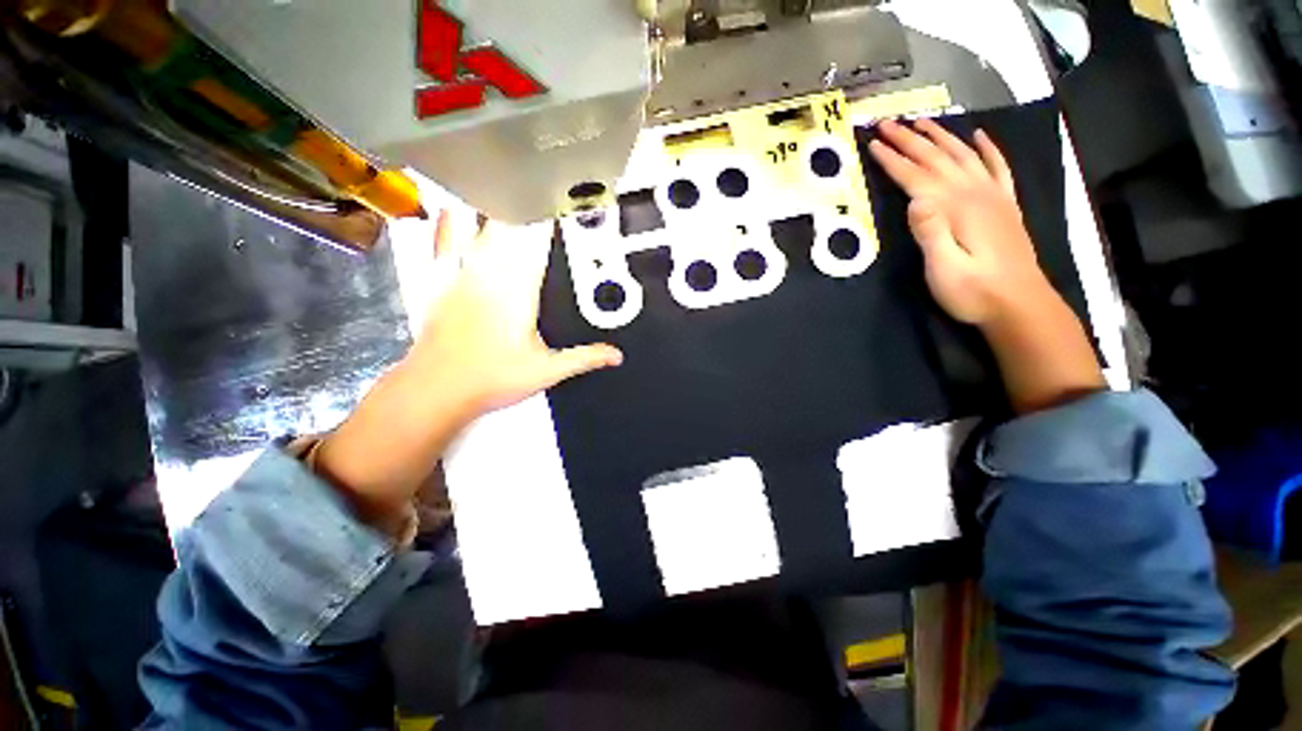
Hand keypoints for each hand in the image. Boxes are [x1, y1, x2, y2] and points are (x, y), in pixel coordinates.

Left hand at [315, 213, 621, 534]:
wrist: (439, 386)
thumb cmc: (487, 377)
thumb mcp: (544, 371)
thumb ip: (583, 358)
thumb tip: (614, 355)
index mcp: (521, 287)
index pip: (540, 238)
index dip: (553, 213)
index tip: (564, 197)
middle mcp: (492, 271)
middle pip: (510, 223)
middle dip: (525, 203)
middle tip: (536, 185)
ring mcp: (463, 272)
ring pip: (479, 226)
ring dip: (491, 206)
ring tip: (501, 185)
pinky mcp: (440, 281)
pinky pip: (444, 242)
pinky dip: (446, 223)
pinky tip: (447, 208)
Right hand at [869, 119, 1104, 413]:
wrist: (1022, 307)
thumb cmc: (978, 294)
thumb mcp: (945, 273)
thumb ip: (929, 234)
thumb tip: (914, 199)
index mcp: (952, 206)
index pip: (914, 175)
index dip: (892, 159)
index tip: (872, 143)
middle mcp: (971, 190)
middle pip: (934, 156)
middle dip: (907, 138)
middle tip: (885, 123)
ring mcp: (992, 194)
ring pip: (962, 153)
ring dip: (940, 135)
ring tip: (920, 121)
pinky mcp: (1007, 203)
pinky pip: (998, 166)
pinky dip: (988, 148)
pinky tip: (979, 135)